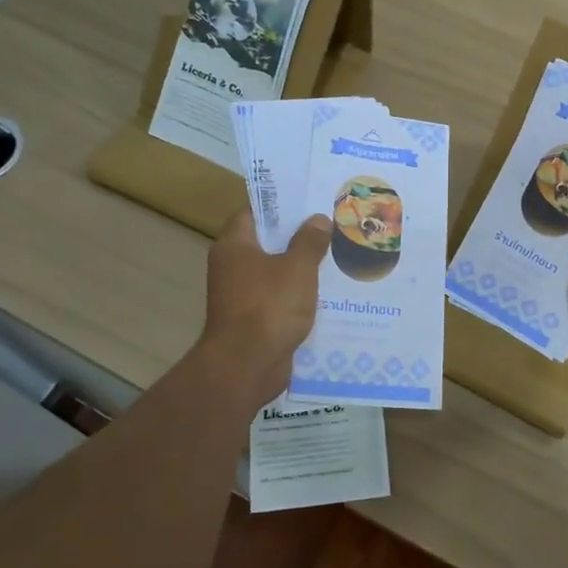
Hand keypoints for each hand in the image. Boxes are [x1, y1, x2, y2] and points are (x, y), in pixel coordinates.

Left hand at [199, 210, 331, 402]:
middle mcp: (232, 267)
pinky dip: (298, 296)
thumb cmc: (269, 306)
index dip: (280, 206)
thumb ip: (309, 241)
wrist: (246, 366)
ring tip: (335, 257)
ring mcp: (241, 295)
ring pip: (275, 273)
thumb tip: (317, 219)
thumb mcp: (297, 267)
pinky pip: (279, 299)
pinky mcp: (253, 320)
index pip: (253, 213)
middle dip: (297, 237)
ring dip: (301, 269)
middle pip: (266, 243)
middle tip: (330, 227)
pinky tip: (327, 293)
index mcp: (234, 245)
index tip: (308, 202)